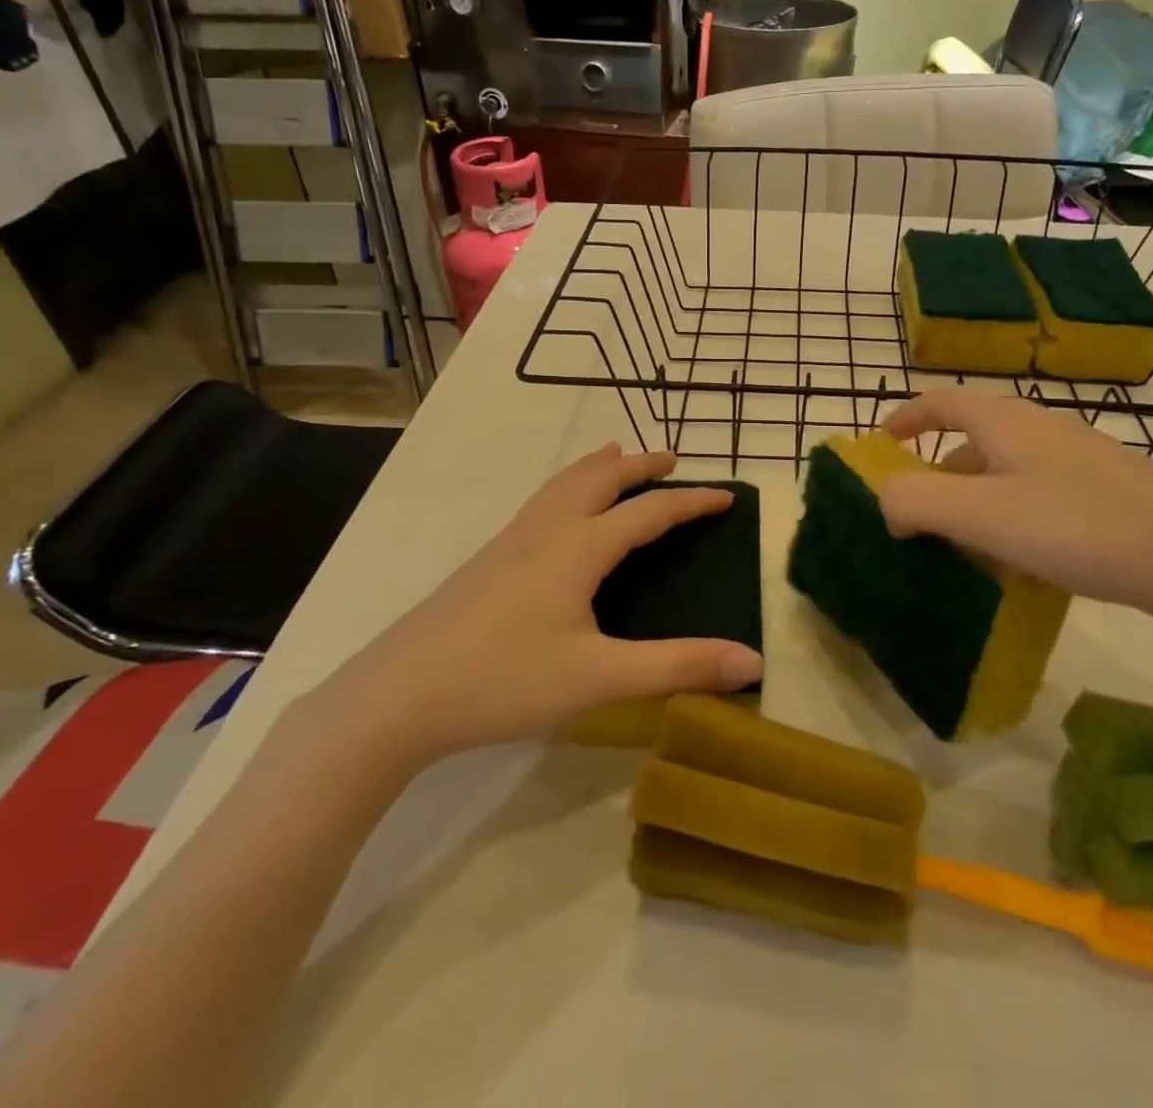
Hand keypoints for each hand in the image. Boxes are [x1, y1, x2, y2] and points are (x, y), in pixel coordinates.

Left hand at [310, 445, 764, 773]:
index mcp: (579, 548)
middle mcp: (547, 530)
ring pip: (564, 484)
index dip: (691, 502)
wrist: (398, 695)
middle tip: (672, 459)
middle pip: (601, 479)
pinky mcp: (488, 559)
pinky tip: (560, 511)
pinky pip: (542, 501)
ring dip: (599, 467)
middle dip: (640, 465)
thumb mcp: (600, 678)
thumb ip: (678, 667)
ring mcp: (511, 540)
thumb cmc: (504, 681)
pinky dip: (569, 485)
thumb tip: (754, 662)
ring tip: (617, 457)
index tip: (726, 496)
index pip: (649, 511)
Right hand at [876, 390, 1152, 631]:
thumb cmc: (1080, 527)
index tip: (881, 444)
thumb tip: (885, 502)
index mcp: (1006, 423)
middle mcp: (1041, 430)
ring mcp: (1078, 461)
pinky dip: (1011, 521)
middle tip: (917, 519)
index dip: (906, 418)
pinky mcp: (1106, 493)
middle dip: (937, 476)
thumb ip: (917, 500)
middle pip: (972, 441)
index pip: (942, 401)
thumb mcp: (983, 515)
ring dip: (974, 505)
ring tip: (963, 552)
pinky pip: (1038, 498)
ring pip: (1006, 474)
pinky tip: (1020, 565)